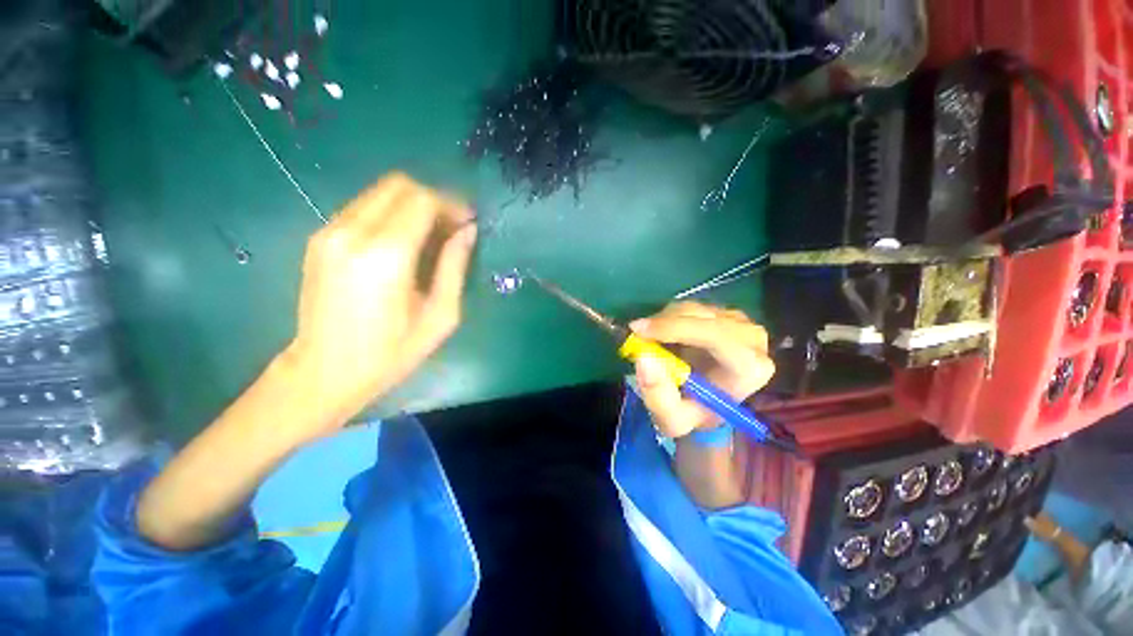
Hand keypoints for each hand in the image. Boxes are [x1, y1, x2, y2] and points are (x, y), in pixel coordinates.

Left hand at [279, 173, 476, 434]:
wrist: (323, 372)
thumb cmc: (391, 352)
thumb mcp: (440, 315)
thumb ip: (455, 266)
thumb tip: (468, 231)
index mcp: (386, 255)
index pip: (422, 200)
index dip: (451, 205)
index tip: (468, 222)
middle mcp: (352, 233)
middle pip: (398, 185)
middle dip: (432, 199)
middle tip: (451, 227)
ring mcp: (329, 233)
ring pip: (379, 193)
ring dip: (411, 206)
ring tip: (430, 235)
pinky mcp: (319, 239)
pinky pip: (363, 208)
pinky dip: (390, 215)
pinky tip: (403, 243)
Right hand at [630, 302, 773, 438]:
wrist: (705, 404)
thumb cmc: (692, 413)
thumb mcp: (671, 419)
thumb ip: (657, 395)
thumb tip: (643, 358)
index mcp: (750, 368)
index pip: (716, 336)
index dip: (675, 328)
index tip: (640, 331)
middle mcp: (752, 339)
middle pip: (703, 317)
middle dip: (665, 323)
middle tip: (636, 333)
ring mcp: (740, 322)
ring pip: (694, 309)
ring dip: (664, 320)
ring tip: (650, 340)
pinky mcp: (725, 314)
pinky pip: (691, 307)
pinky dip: (670, 317)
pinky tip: (663, 335)